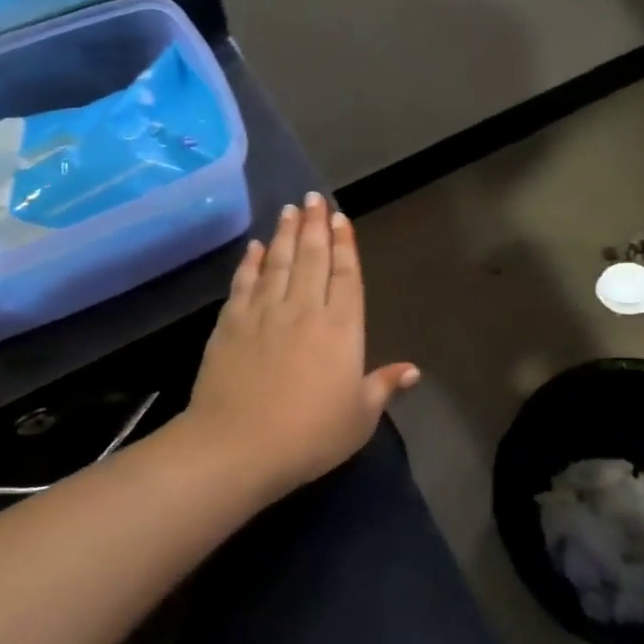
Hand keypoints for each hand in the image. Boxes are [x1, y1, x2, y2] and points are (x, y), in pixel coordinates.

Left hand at [184, 194, 418, 496]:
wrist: (237, 446)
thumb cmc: (309, 435)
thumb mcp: (360, 417)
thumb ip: (384, 386)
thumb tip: (413, 370)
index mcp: (341, 328)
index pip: (345, 275)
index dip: (344, 245)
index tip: (340, 218)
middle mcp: (304, 309)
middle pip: (311, 257)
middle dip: (315, 225)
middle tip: (314, 197)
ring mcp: (264, 313)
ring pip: (279, 262)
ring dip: (285, 233)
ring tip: (290, 209)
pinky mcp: (231, 324)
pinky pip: (244, 283)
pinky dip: (251, 262)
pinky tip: (255, 247)